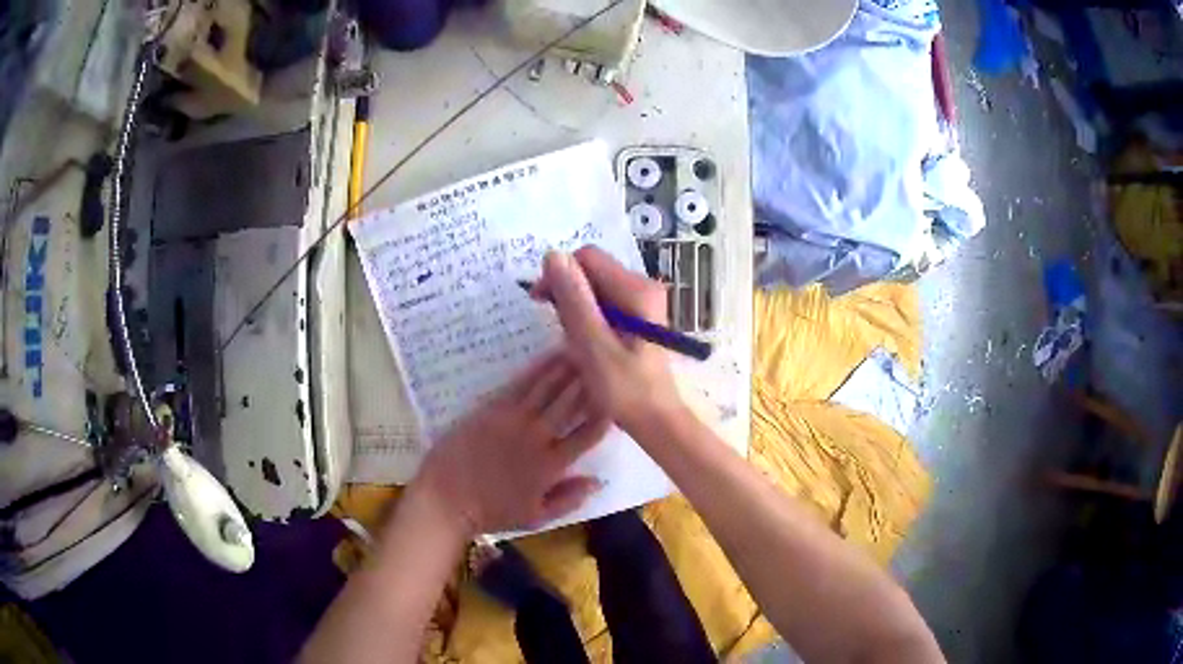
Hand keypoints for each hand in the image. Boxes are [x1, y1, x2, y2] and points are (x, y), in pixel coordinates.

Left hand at [412, 352, 609, 537]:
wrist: (446, 497)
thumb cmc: (492, 511)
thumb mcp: (536, 517)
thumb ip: (569, 499)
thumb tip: (599, 480)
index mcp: (552, 465)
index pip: (588, 434)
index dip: (606, 414)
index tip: (617, 398)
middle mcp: (538, 437)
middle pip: (571, 403)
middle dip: (590, 381)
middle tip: (604, 361)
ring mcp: (514, 419)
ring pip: (548, 387)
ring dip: (568, 368)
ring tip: (583, 350)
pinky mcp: (492, 408)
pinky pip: (520, 383)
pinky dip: (538, 368)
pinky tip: (550, 356)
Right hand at [533, 247, 680, 434]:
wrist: (655, 419)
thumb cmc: (625, 388)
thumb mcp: (593, 345)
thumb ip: (574, 300)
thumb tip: (553, 255)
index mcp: (637, 289)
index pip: (587, 258)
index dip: (559, 274)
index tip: (540, 302)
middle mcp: (643, 286)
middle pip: (592, 270)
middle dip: (567, 293)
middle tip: (561, 329)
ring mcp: (642, 301)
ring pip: (594, 287)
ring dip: (575, 307)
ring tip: (574, 340)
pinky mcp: (638, 315)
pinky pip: (604, 302)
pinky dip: (587, 317)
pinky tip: (586, 342)